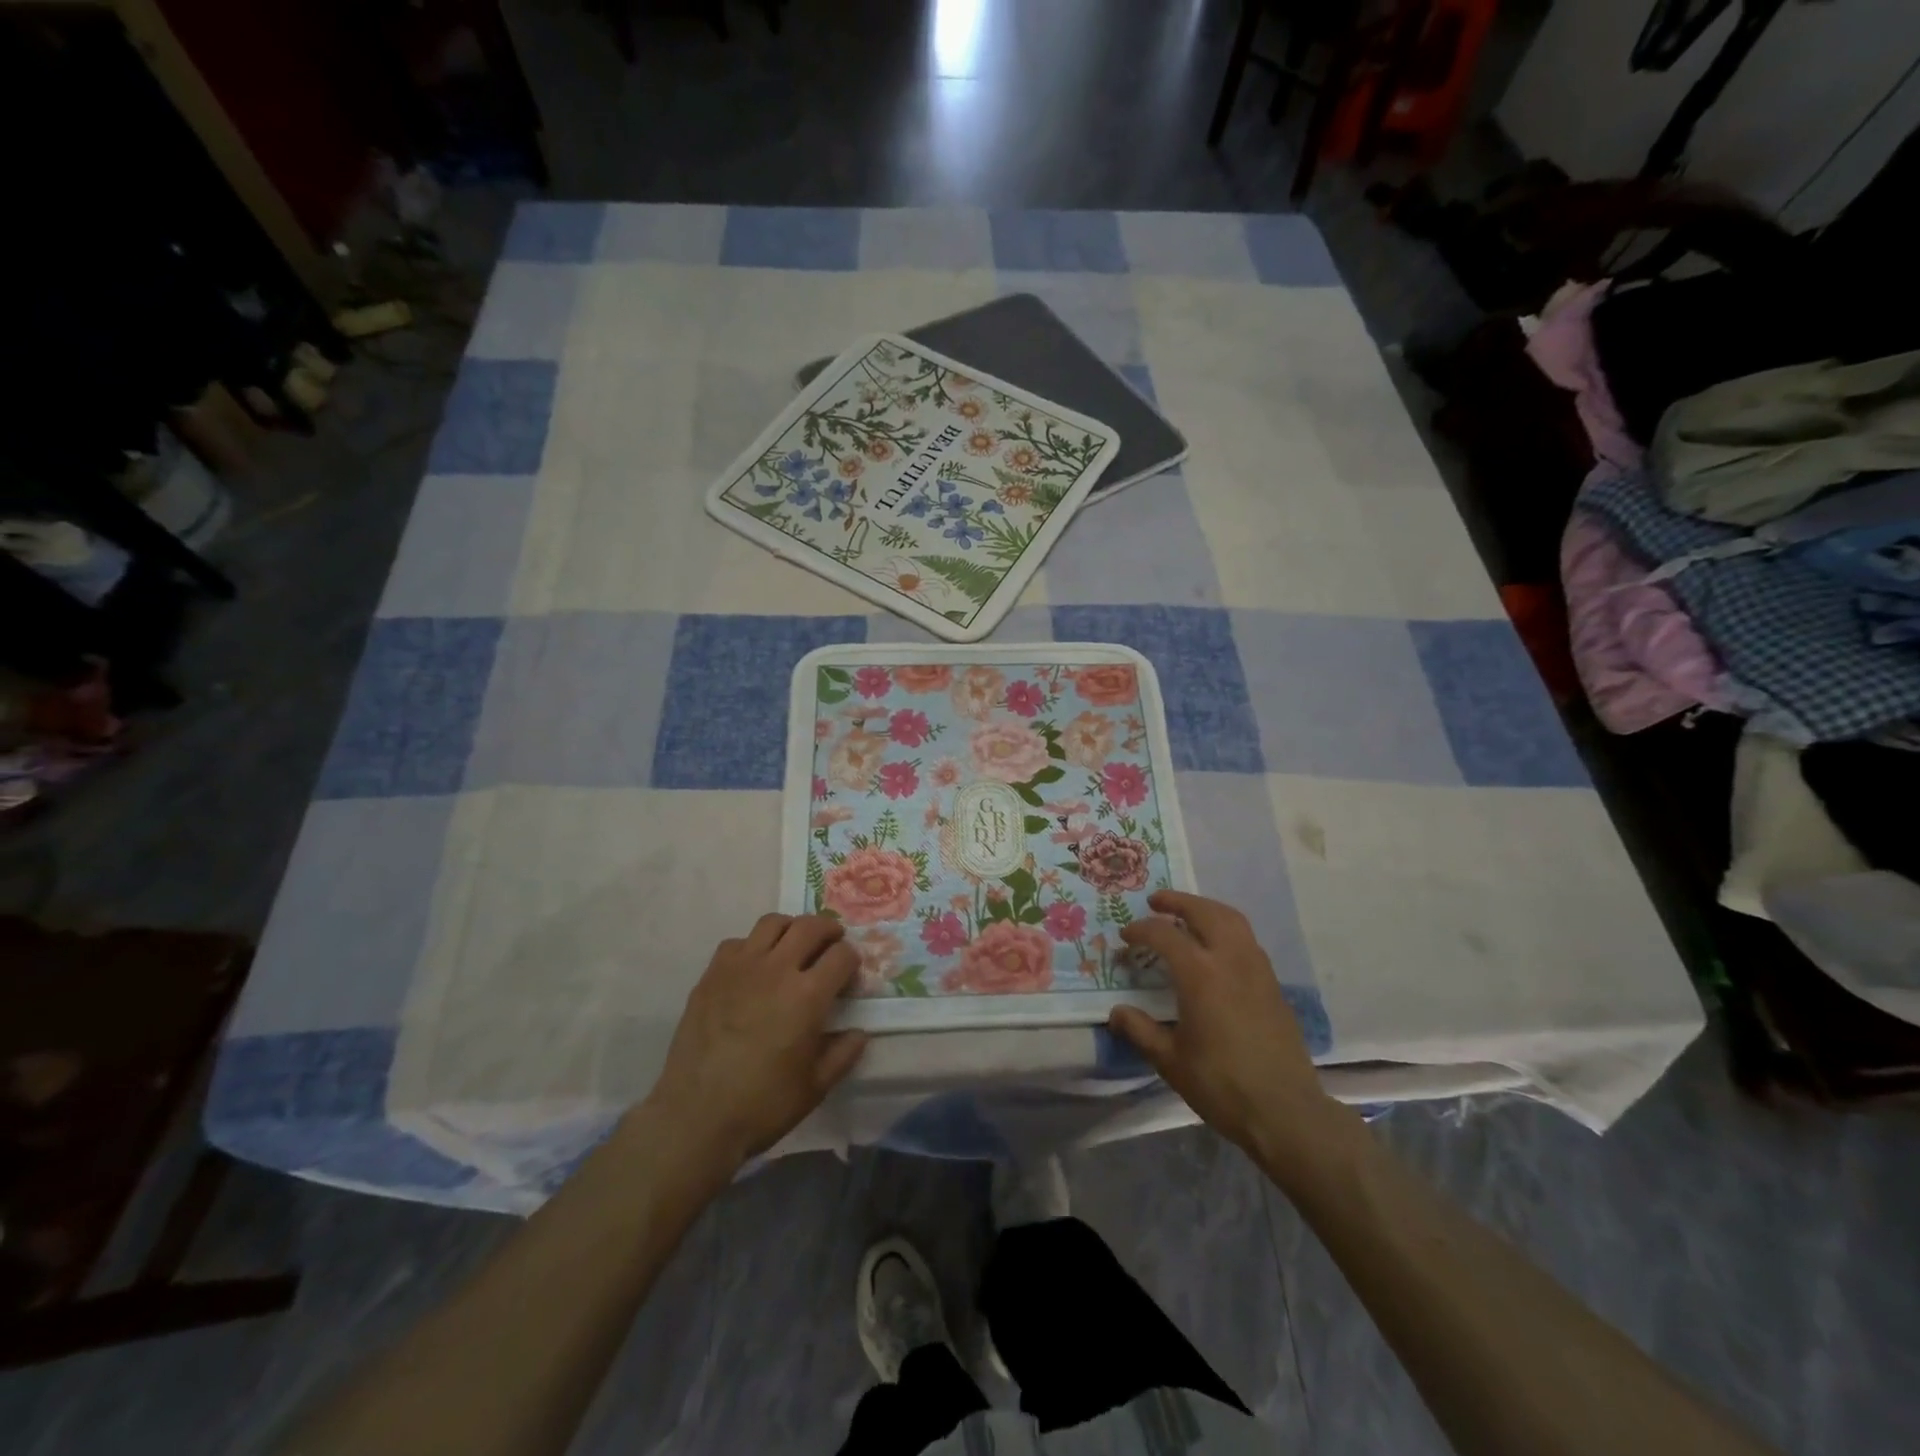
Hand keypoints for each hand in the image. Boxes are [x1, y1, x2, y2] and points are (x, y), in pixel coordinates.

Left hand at [645, 914, 868, 1168]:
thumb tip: (858, 1033)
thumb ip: (843, 1054)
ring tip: (794, 945)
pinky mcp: (712, 974)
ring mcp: (740, 967)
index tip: (849, 976)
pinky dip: (753, 946)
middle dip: (829, 930)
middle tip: (832, 943)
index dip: (852, 961)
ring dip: (791, 928)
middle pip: (811, 926)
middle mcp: (777, 969)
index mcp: (808, 995)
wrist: (695, 1117)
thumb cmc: (762, 1105)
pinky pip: (738, 942)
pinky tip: (754, 968)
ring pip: (773, 922)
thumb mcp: (815, 1087)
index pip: (842, 955)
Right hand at [1108, 891, 1329, 1162]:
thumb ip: (1140, 1030)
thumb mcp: (1170, 1061)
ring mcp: (1257, 969)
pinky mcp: (1273, 984)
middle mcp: (1231, 960)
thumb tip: (1116, 1012)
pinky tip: (1214, 948)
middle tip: (1155, 902)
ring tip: (1186, 916)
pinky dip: (1225, 928)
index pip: (1164, 935)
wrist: (1285, 1111)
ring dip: (1205, 909)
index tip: (1125, 937)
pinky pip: (1246, 939)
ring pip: (1232, 919)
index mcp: (1201, 975)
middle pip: (1204, 912)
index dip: (1141, 930)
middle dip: (1178, 902)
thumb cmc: (1221, 1085)